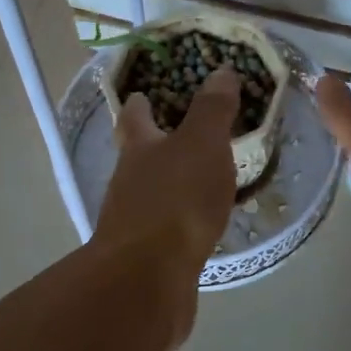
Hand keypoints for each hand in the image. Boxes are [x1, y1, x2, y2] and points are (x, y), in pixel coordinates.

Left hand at [93, 67, 239, 325]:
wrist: (147, 279)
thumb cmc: (175, 200)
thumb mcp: (201, 144)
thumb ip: (212, 110)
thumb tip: (220, 71)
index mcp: (139, 148)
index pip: (134, 116)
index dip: (139, 102)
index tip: (143, 93)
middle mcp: (129, 181)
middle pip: (139, 155)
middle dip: (157, 143)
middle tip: (186, 132)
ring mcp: (134, 221)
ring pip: (153, 192)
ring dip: (173, 182)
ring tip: (203, 177)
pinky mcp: (148, 256)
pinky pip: (168, 227)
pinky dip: (183, 218)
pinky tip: (202, 223)